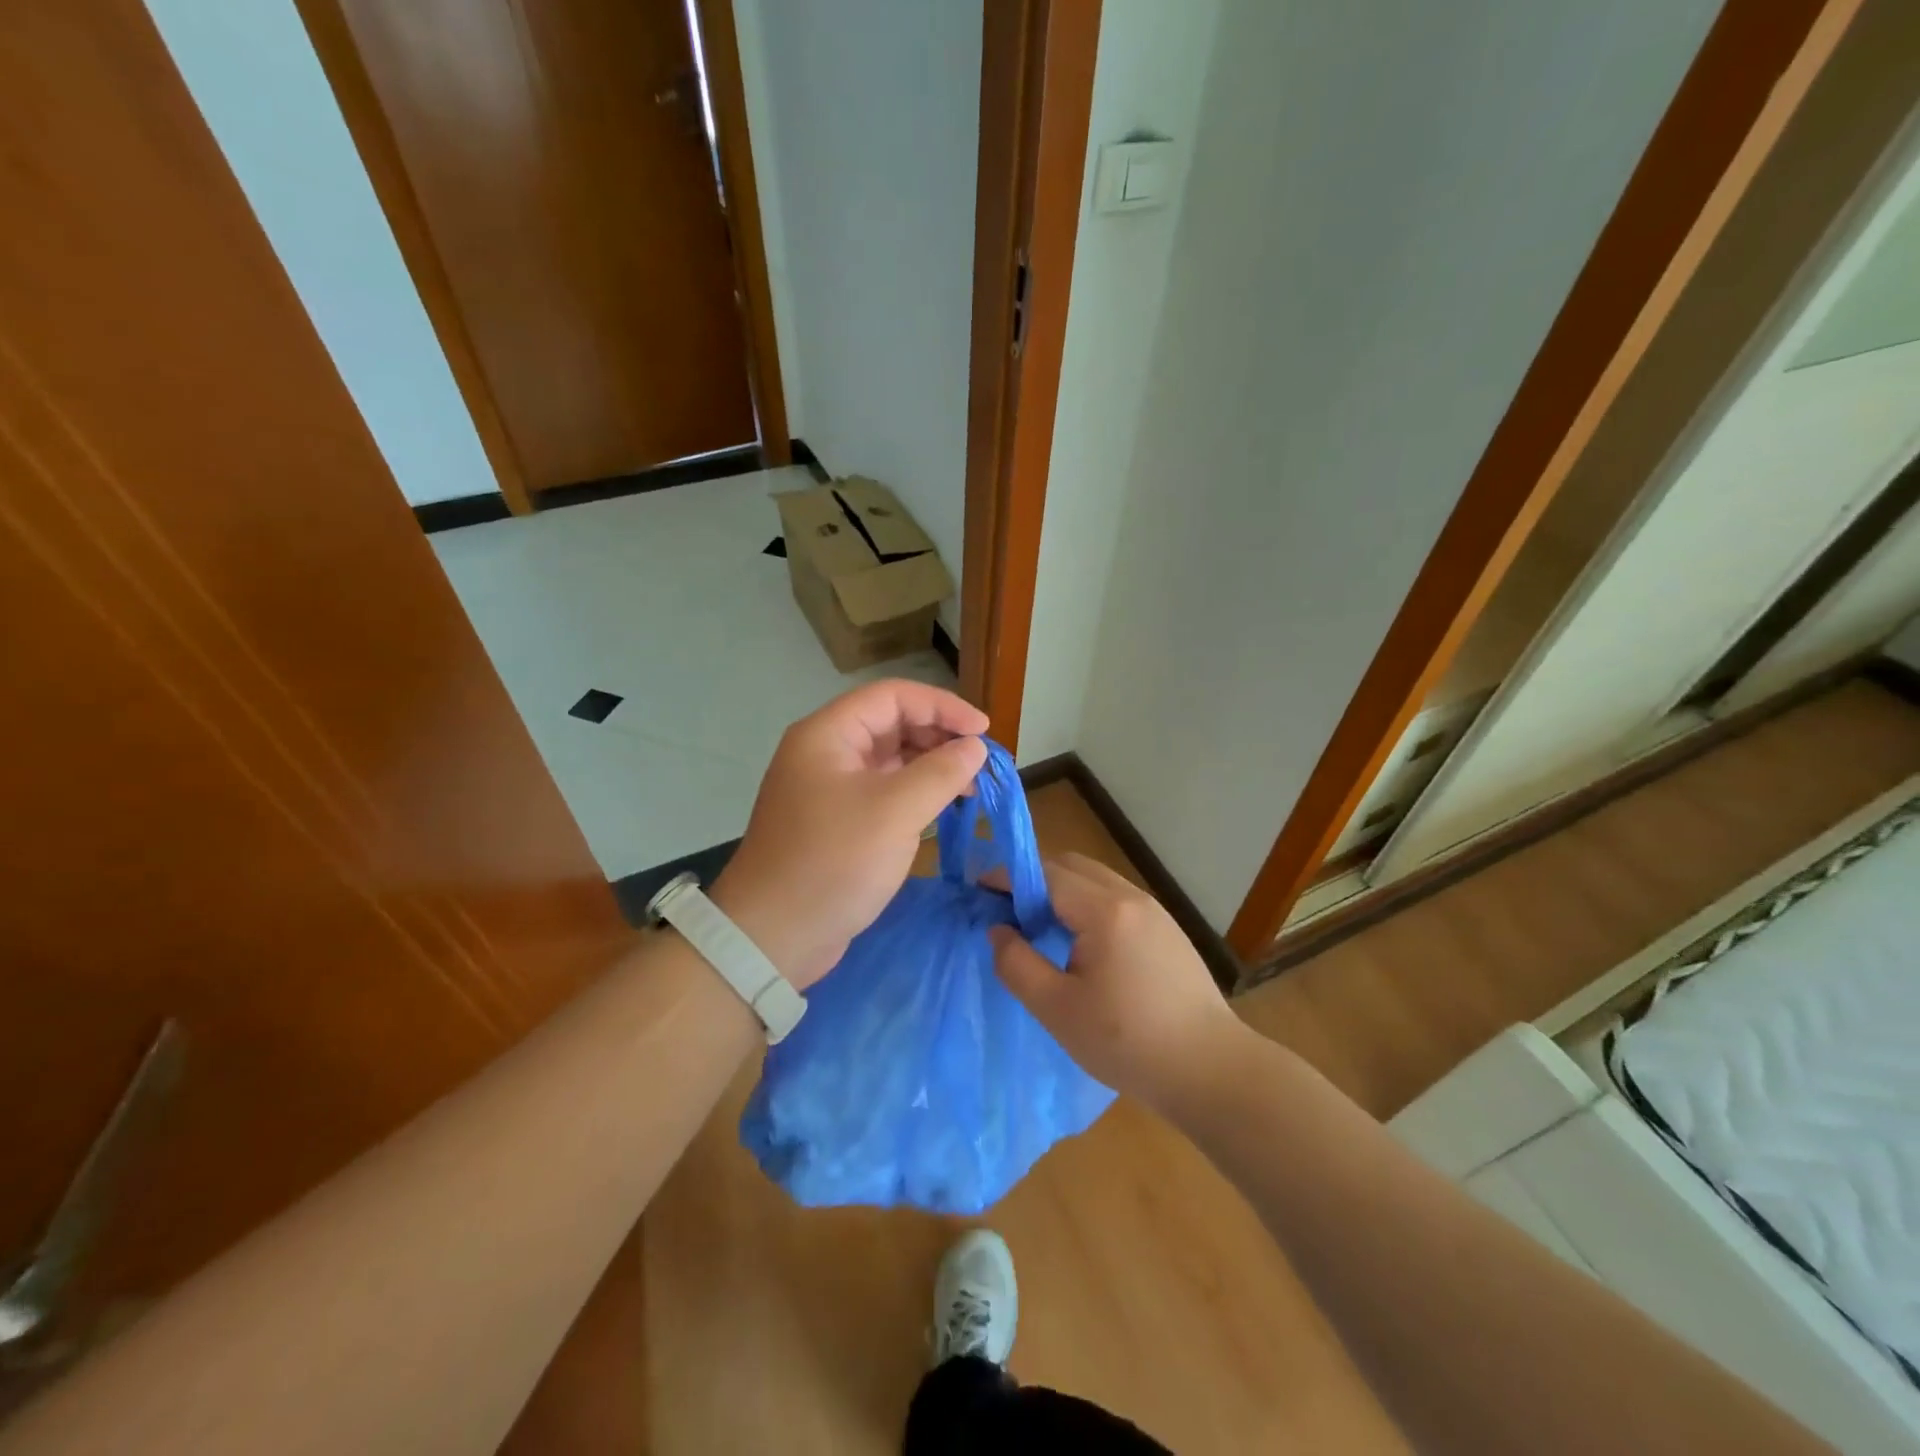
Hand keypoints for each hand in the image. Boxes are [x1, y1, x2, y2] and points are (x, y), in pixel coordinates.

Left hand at [712, 680, 987, 988]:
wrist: (773, 936)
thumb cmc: (834, 862)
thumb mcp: (895, 812)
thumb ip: (941, 772)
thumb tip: (975, 748)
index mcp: (828, 734)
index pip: (893, 696)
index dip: (942, 706)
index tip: (984, 731)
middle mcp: (825, 752)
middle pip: (891, 725)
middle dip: (939, 737)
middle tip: (981, 763)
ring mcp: (829, 788)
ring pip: (889, 761)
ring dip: (931, 767)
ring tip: (971, 787)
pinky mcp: (836, 822)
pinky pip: (882, 792)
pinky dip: (915, 794)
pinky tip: (943, 808)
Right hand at [989, 853, 1246, 1107]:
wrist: (1210, 1070)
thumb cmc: (1127, 1043)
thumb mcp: (1057, 1009)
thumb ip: (1017, 964)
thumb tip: (997, 930)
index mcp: (1104, 911)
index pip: (1045, 874)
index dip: (1007, 878)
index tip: (978, 890)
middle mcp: (1131, 897)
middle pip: (1071, 866)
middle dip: (1033, 878)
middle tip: (1006, 910)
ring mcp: (1154, 910)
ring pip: (1095, 880)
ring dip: (1061, 890)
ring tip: (1038, 927)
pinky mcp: (1166, 928)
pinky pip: (1115, 898)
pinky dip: (1086, 903)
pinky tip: (1079, 942)